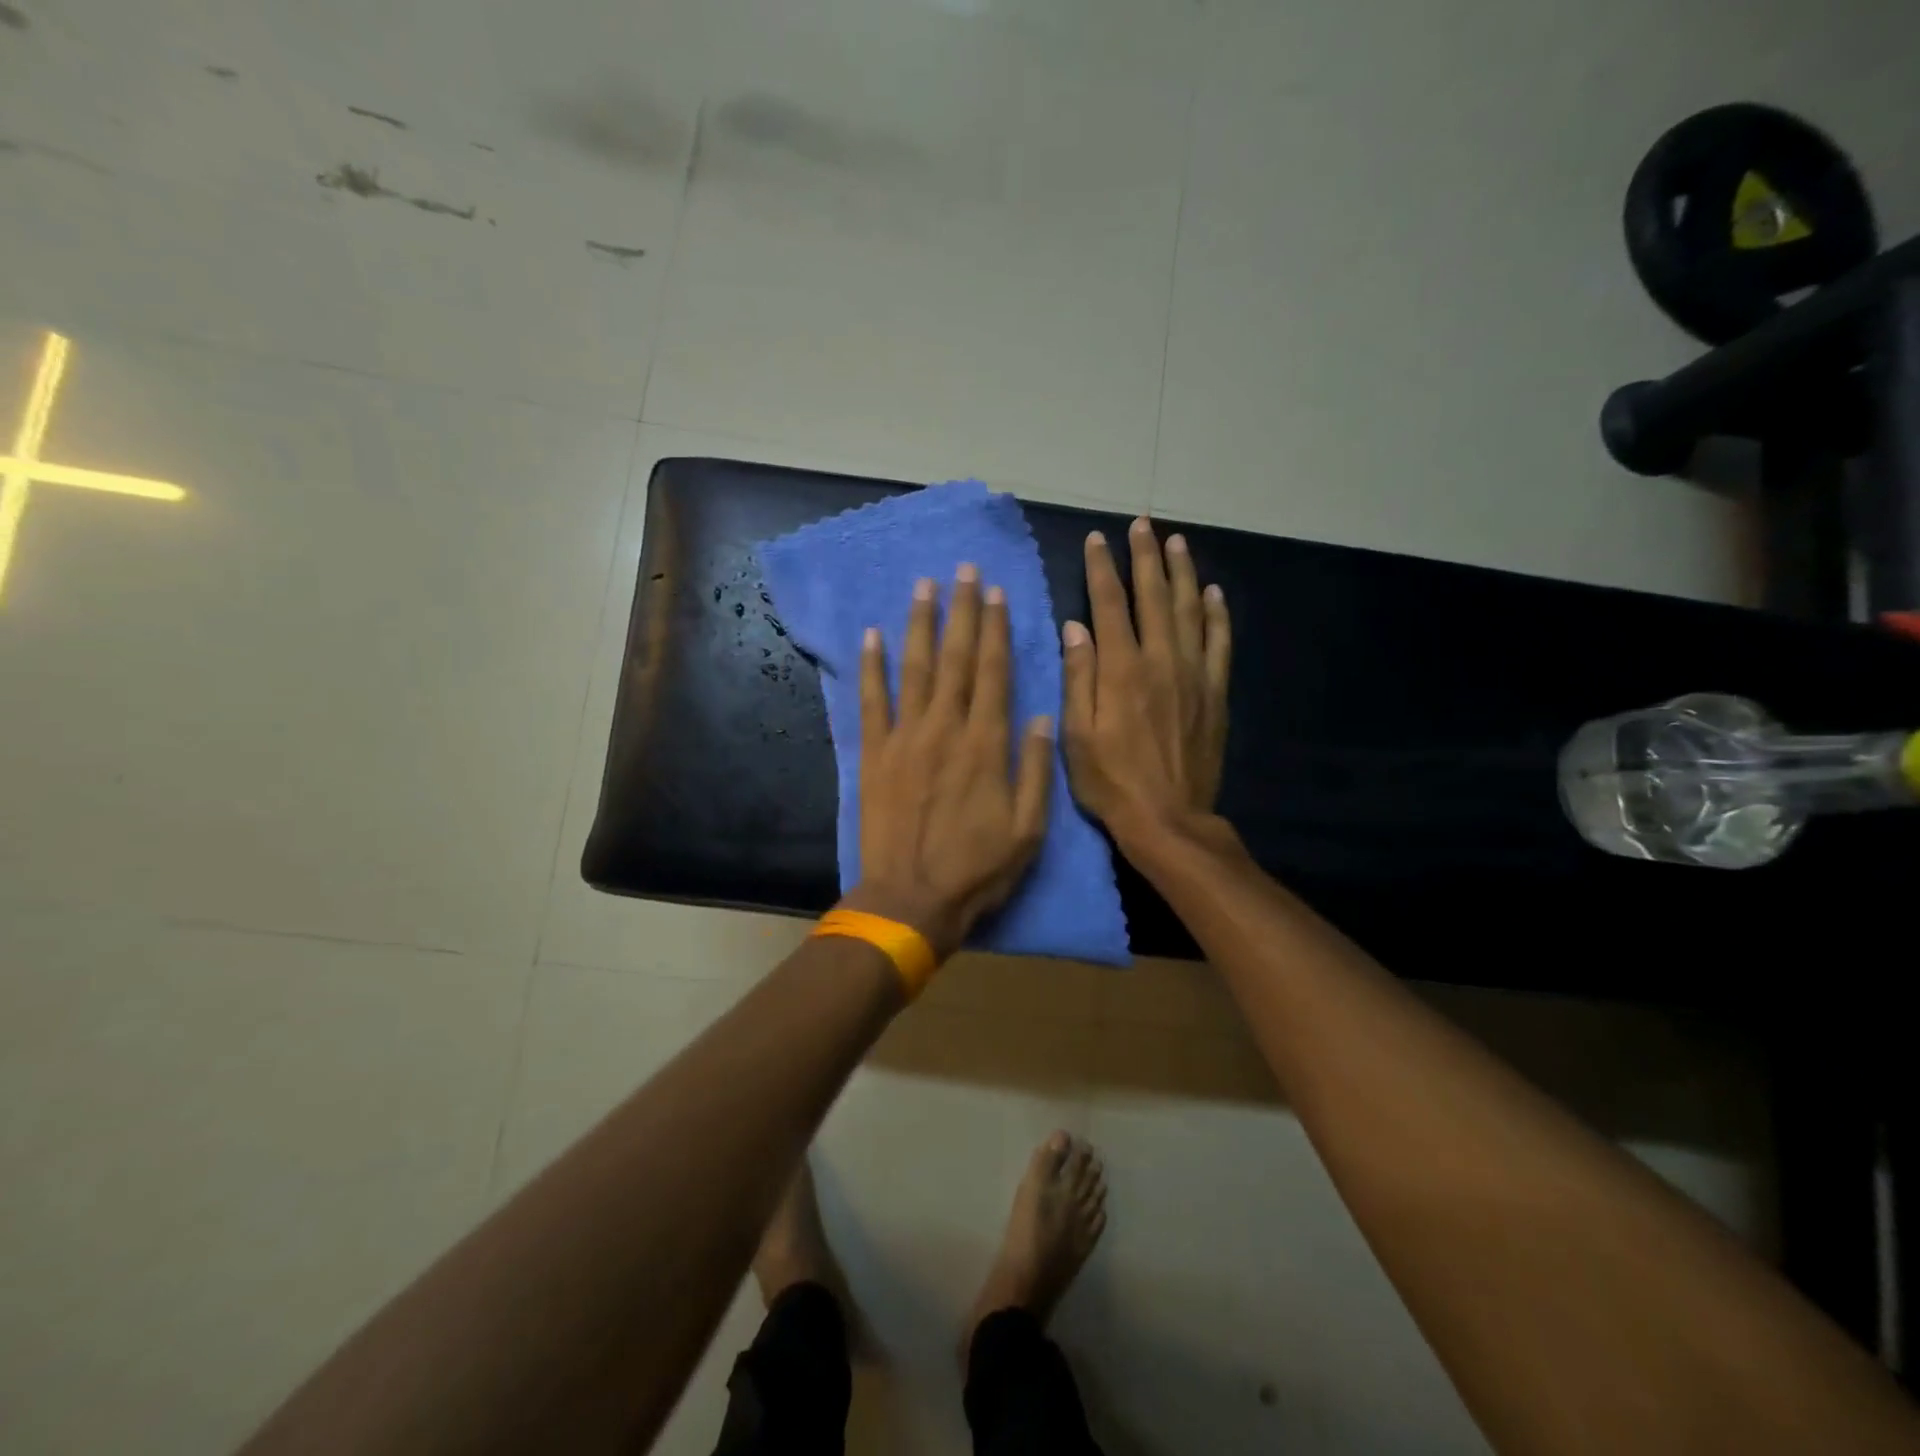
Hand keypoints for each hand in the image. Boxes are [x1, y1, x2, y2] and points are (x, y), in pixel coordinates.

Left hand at [850, 566, 1054, 959]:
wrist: (911, 900)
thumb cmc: (977, 870)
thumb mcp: (1029, 828)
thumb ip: (1035, 767)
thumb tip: (1041, 715)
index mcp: (987, 744)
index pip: (995, 672)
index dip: (996, 629)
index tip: (995, 592)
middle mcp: (946, 728)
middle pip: (957, 659)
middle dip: (962, 611)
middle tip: (963, 570)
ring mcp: (905, 738)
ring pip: (914, 669)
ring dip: (920, 625)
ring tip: (924, 586)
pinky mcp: (874, 755)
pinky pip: (871, 702)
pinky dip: (870, 668)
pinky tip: (872, 636)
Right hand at [1061, 518, 1230, 852]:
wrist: (1168, 819)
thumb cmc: (1111, 783)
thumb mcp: (1077, 736)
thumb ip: (1078, 677)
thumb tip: (1074, 627)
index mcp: (1121, 670)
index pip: (1109, 605)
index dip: (1102, 568)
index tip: (1097, 539)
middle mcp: (1161, 661)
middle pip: (1154, 596)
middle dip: (1145, 557)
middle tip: (1142, 524)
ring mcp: (1194, 675)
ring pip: (1190, 610)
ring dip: (1183, 573)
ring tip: (1177, 542)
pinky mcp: (1215, 693)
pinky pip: (1219, 643)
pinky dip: (1217, 614)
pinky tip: (1214, 593)